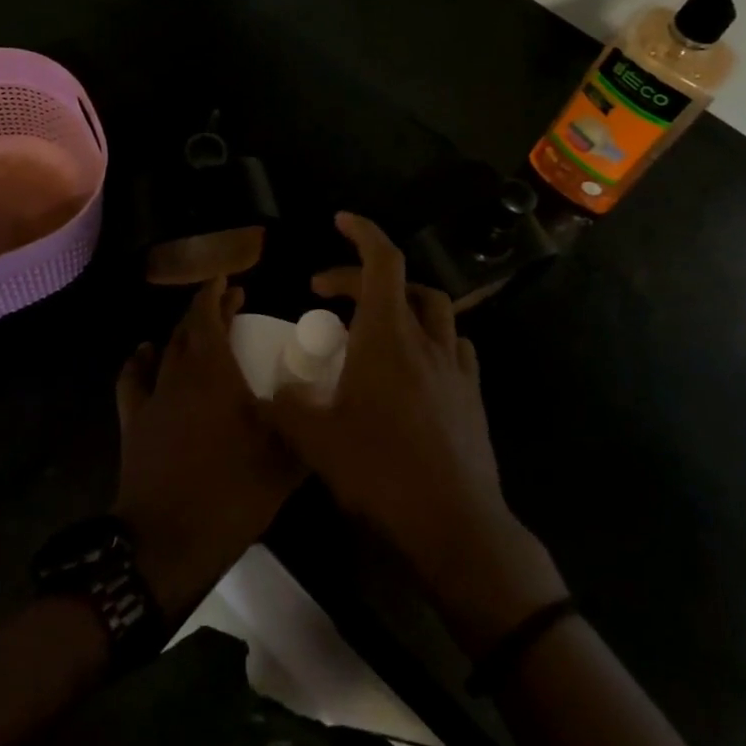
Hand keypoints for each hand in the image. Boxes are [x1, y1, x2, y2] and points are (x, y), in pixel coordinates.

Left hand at [113, 278, 304, 619]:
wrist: (167, 540)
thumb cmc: (230, 493)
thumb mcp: (283, 461)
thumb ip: (302, 424)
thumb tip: (321, 399)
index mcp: (214, 373)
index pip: (209, 315)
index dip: (218, 292)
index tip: (230, 279)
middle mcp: (179, 374)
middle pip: (188, 328)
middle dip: (207, 309)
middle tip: (229, 304)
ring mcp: (152, 397)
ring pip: (164, 349)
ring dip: (182, 333)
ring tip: (198, 330)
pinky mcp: (133, 422)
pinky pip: (133, 379)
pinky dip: (141, 360)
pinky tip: (145, 354)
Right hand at [266, 214, 563, 653]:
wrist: (454, 524)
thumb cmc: (381, 472)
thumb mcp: (317, 441)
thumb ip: (288, 407)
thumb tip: (273, 392)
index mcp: (389, 336)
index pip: (383, 261)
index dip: (362, 232)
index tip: (340, 220)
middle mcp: (427, 340)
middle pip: (402, 283)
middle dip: (360, 277)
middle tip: (325, 293)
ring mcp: (456, 368)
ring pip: (434, 311)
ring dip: (401, 302)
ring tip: (372, 322)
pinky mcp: (471, 396)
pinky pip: (453, 348)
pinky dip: (429, 339)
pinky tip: (413, 365)